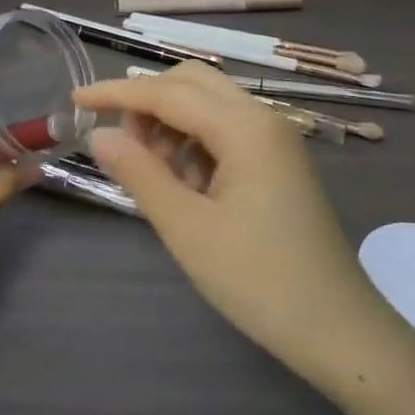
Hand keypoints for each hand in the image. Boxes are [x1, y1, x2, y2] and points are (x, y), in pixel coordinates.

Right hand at [76, 64, 410, 391]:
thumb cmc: (259, 281)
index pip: (167, 92)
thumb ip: (139, 174)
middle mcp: (263, 119)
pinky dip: (193, 145)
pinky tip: (183, 185)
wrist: (339, 331)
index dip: (116, 93)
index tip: (75, 100)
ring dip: (170, 125)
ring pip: (208, 106)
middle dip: (147, 103)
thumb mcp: (188, 229)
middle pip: (192, 83)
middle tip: (120, 146)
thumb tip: (97, 135)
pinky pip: (225, 132)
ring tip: (152, 175)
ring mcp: (275, 141)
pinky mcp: (277, 163)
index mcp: (245, 128)